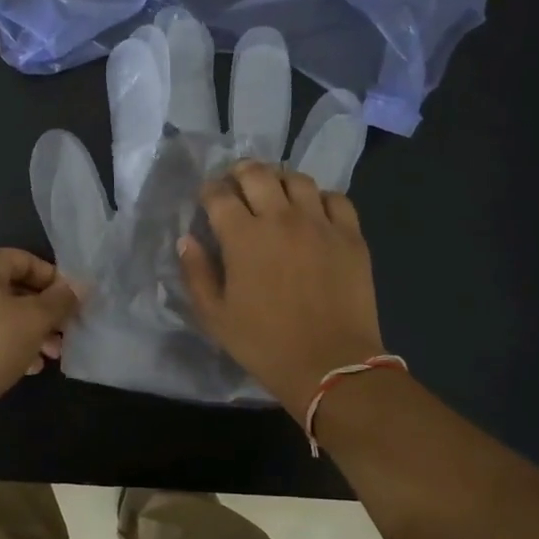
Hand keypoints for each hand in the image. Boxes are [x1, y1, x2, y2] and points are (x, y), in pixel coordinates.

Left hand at [0, 248, 82, 411]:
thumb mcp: (35, 320)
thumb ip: (61, 300)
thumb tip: (80, 286)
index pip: (26, 260)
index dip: (55, 281)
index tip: (73, 305)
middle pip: (11, 287)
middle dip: (43, 313)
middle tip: (63, 334)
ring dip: (27, 330)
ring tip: (49, 355)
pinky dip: (4, 340)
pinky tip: (26, 366)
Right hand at [177, 160, 386, 413]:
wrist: (330, 365)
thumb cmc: (265, 344)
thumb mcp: (215, 316)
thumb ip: (196, 273)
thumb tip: (187, 240)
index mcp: (243, 237)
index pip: (218, 194)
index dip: (208, 191)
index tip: (206, 200)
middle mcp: (281, 218)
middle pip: (257, 173)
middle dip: (240, 173)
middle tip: (236, 186)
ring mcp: (320, 224)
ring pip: (297, 179)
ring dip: (279, 180)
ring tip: (275, 194)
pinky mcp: (351, 236)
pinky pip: (336, 199)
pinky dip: (319, 199)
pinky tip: (313, 213)